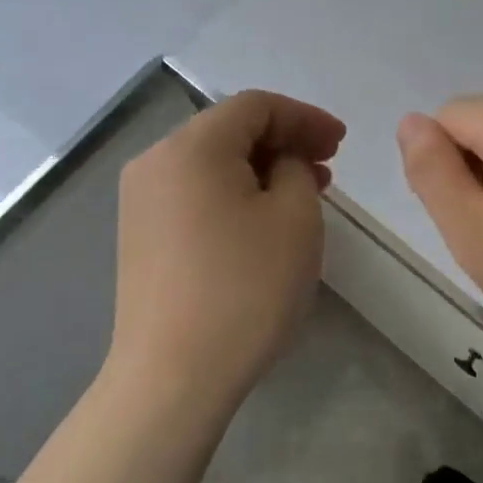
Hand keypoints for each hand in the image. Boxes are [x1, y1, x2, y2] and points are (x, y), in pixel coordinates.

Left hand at [107, 91, 344, 415]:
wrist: (173, 376)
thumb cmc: (244, 289)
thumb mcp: (294, 217)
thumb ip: (296, 169)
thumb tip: (281, 162)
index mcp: (191, 147)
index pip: (255, 106)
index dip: (304, 117)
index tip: (342, 143)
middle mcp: (156, 162)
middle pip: (229, 131)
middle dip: (284, 142)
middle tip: (328, 167)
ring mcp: (141, 201)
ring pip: (212, 164)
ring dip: (261, 169)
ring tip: (304, 195)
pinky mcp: (140, 236)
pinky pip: (195, 194)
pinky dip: (233, 194)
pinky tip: (262, 221)